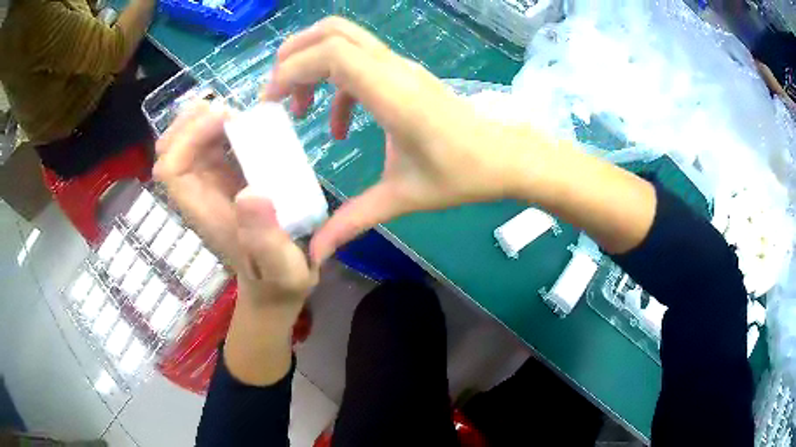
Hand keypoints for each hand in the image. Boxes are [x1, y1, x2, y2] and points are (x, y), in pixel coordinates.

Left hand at [154, 101, 317, 314]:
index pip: (171, 170)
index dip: (187, 138)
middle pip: (170, 152)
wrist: (275, 284)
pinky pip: (208, 146)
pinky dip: (218, 126)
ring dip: (202, 120)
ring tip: (234, 110)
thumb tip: (251, 194)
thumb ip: (266, 239)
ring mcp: (209, 185)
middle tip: (226, 108)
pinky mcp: (223, 179)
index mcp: (204, 212)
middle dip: (189, 123)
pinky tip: (242, 122)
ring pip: (185, 144)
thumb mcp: (282, 267)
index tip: (226, 120)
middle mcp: (199, 194)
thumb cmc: (278, 278)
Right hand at [263, 17, 547, 262]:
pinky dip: (335, 84)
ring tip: (300, 108)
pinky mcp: (403, 74)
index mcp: (391, 93)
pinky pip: (358, 62)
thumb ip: (353, 222)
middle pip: (331, 31)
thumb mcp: (401, 199)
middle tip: (278, 96)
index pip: (330, 54)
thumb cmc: (461, 174)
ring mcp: (399, 67)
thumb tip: (315, 254)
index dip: (291, 70)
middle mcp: (392, 69)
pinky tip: (338, 124)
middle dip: (293, 56)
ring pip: (344, 39)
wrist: (504, 157)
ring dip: (312, 64)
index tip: (270, 105)